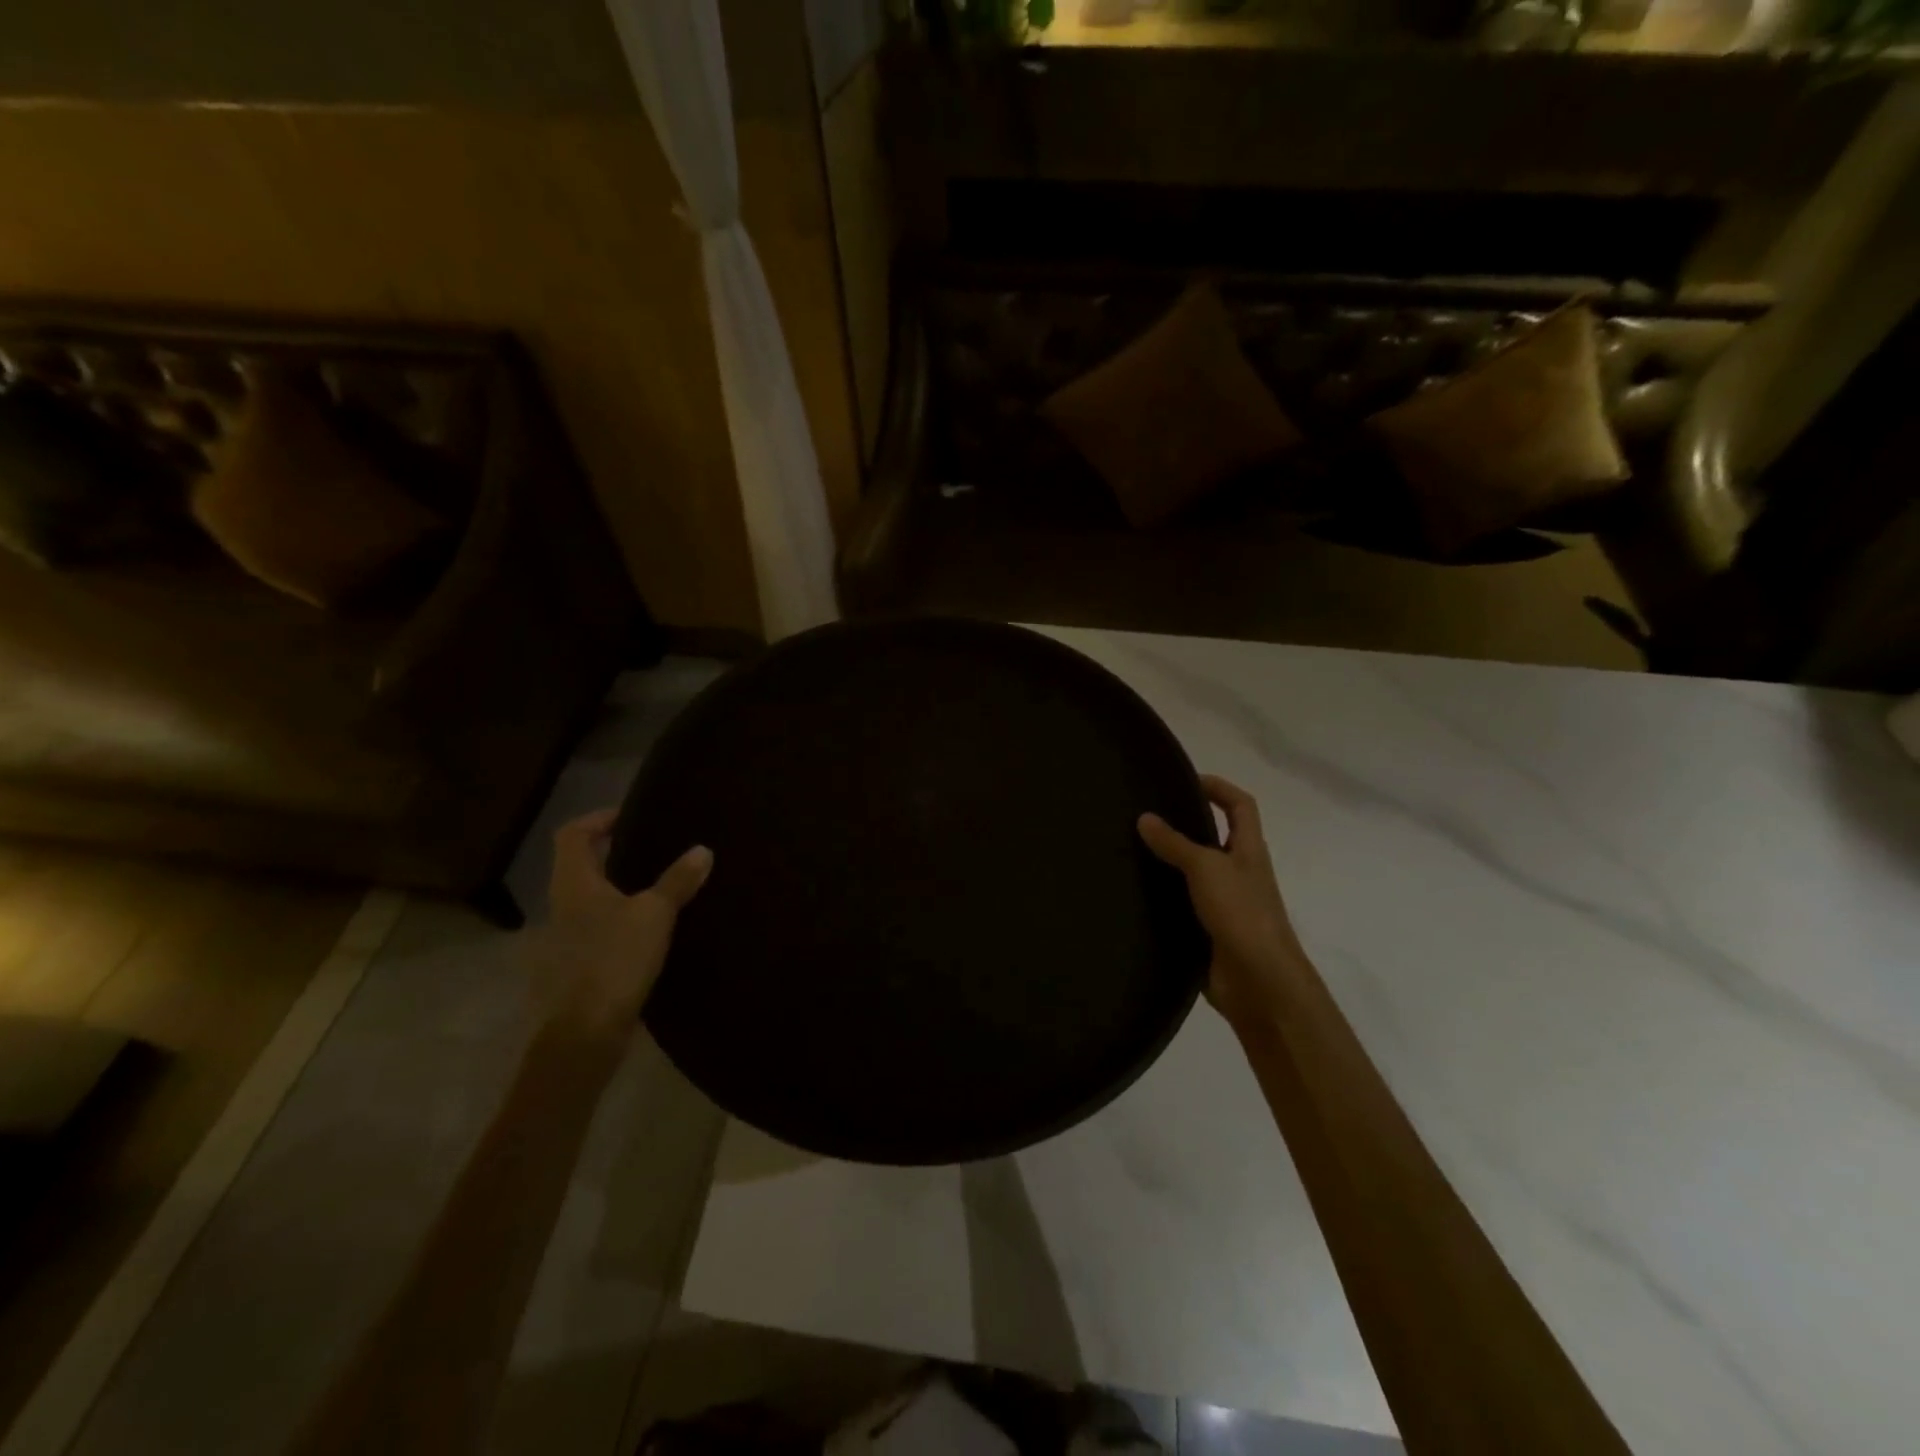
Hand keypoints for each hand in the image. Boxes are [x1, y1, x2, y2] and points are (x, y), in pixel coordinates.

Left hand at [538, 809, 711, 1043]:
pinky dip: (618, 921)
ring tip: (656, 888)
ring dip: (616, 889)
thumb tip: (703, 849)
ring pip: (588, 900)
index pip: (573, 834)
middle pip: (579, 866)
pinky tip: (648, 932)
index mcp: (573, 884)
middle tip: (652, 848)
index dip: (598, 819)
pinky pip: (595, 930)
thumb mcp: (654, 915)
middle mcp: (560, 906)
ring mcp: (563, 940)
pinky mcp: (574, 968)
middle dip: (612, 854)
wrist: (583, 1034)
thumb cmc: (614, 961)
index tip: (630, 816)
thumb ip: (678, 881)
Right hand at [1139, 775, 1307, 1027]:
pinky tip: (1134, 895)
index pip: (1240, 806)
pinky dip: (1162, 898)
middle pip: (1214, 838)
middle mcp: (1238, 873)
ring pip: (1194, 873)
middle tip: (1144, 815)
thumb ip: (1175, 843)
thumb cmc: (1242, 914)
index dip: (1219, 787)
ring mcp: (1224, 904)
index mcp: (1248, 850)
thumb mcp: (1206, 868)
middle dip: (1185, 823)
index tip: (1185, 780)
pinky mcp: (1207, 931)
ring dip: (1168, 862)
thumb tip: (1144, 817)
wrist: (1259, 982)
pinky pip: (1181, 906)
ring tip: (1129, 850)